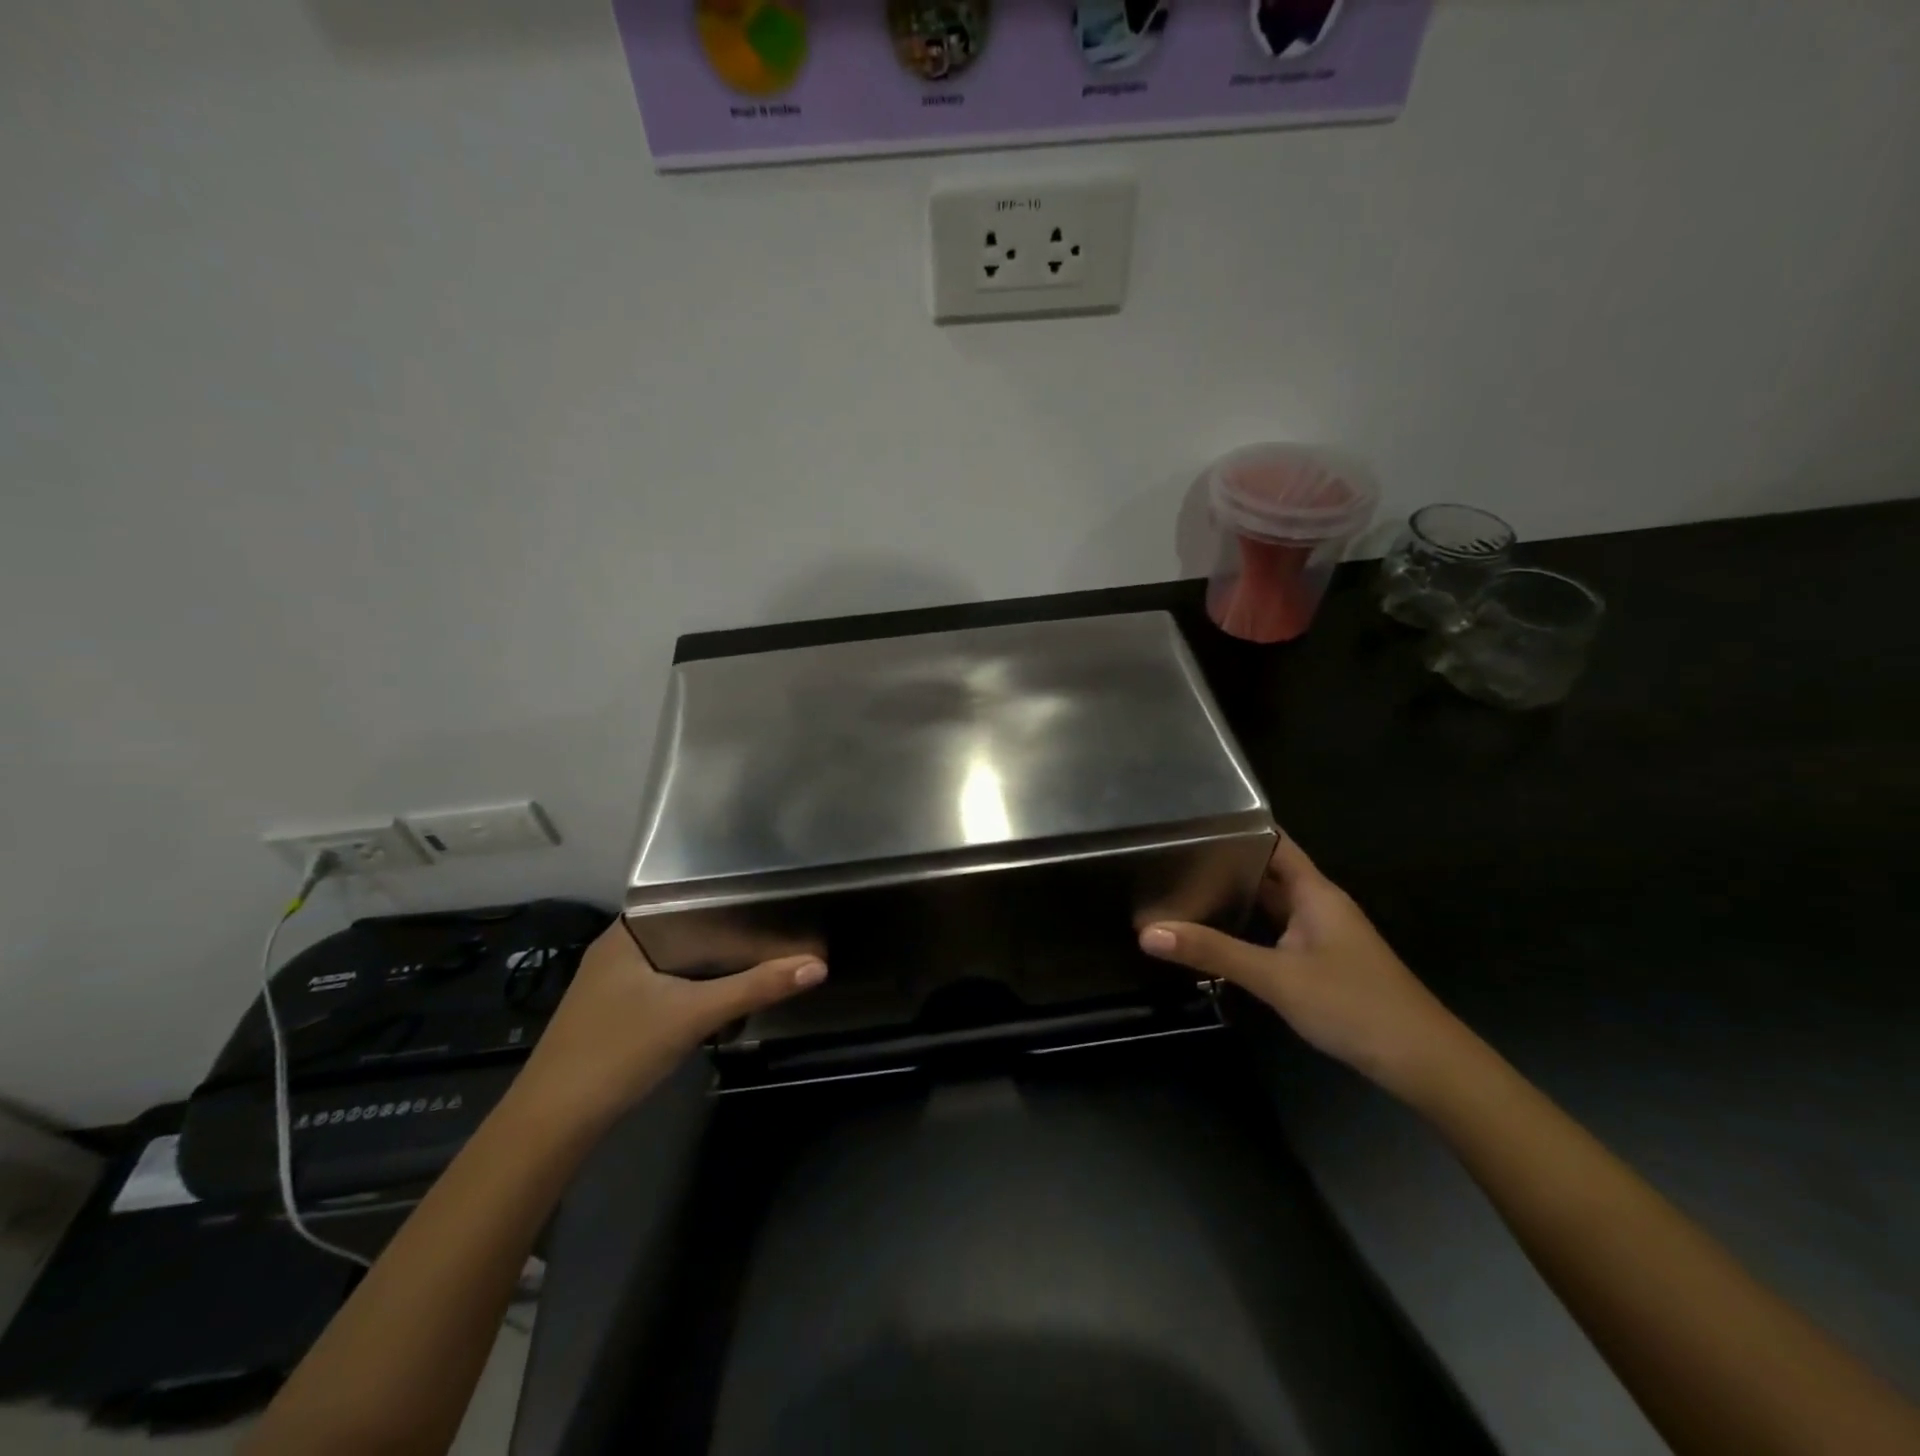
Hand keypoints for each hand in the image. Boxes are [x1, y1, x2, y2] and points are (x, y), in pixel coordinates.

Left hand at [515, 922, 825, 1124]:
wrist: (552, 1124)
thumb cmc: (618, 1051)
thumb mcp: (694, 1015)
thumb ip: (755, 988)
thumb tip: (817, 966)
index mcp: (626, 933)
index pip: (684, 898)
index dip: (726, 897)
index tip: (767, 898)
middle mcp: (616, 949)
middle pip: (684, 930)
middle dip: (725, 934)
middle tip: (774, 929)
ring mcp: (610, 984)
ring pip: (674, 961)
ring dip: (709, 964)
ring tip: (757, 956)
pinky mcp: (613, 1013)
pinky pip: (664, 985)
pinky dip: (692, 988)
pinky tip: (718, 996)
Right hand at [1139, 836, 1472, 1099]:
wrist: (1424, 1063)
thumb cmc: (1353, 1004)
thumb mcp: (1276, 977)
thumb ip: (1213, 952)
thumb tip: (1148, 932)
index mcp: (1315, 892)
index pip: (1273, 842)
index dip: (1238, 828)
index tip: (1191, 821)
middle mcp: (1319, 906)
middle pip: (1269, 872)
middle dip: (1226, 864)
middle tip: (1171, 857)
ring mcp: (1323, 936)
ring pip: (1272, 906)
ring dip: (1236, 898)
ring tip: (1183, 890)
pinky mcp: (1322, 964)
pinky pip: (1277, 933)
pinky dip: (1249, 930)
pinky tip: (1219, 937)